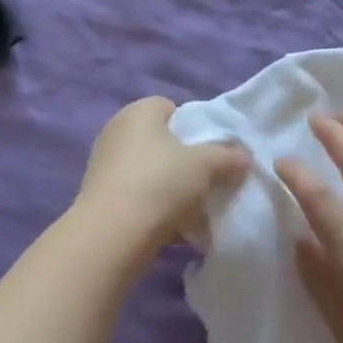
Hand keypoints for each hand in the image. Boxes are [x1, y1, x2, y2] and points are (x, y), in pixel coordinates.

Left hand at [75, 97, 249, 264]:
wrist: (112, 234)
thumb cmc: (161, 183)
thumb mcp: (206, 166)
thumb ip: (228, 157)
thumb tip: (244, 156)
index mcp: (138, 111)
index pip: (170, 108)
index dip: (194, 128)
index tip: (210, 153)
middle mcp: (116, 131)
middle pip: (161, 143)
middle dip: (184, 163)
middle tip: (206, 183)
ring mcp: (104, 165)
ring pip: (150, 173)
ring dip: (171, 191)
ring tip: (194, 214)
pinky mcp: (99, 197)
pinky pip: (137, 197)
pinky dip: (154, 210)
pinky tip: (174, 231)